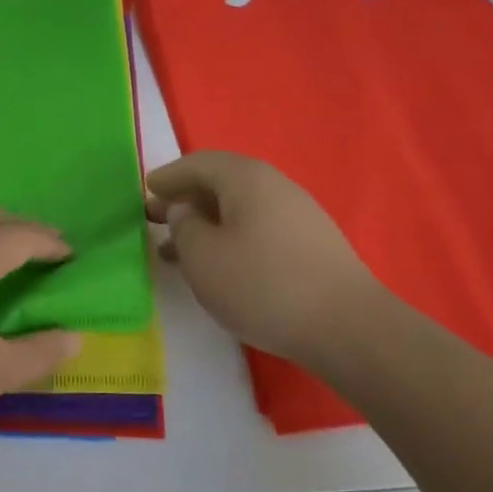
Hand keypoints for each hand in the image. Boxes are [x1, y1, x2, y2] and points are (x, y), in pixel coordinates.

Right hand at [147, 151, 382, 363]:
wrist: (346, 327)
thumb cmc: (262, 285)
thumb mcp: (203, 257)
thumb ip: (183, 226)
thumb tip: (185, 210)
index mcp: (245, 178)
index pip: (197, 164)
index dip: (168, 176)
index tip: (146, 188)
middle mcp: (274, 186)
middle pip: (220, 183)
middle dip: (184, 200)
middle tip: (154, 218)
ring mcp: (298, 214)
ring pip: (239, 209)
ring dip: (205, 224)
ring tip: (176, 251)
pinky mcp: (310, 244)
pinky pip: (257, 229)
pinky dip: (229, 239)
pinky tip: (218, 266)